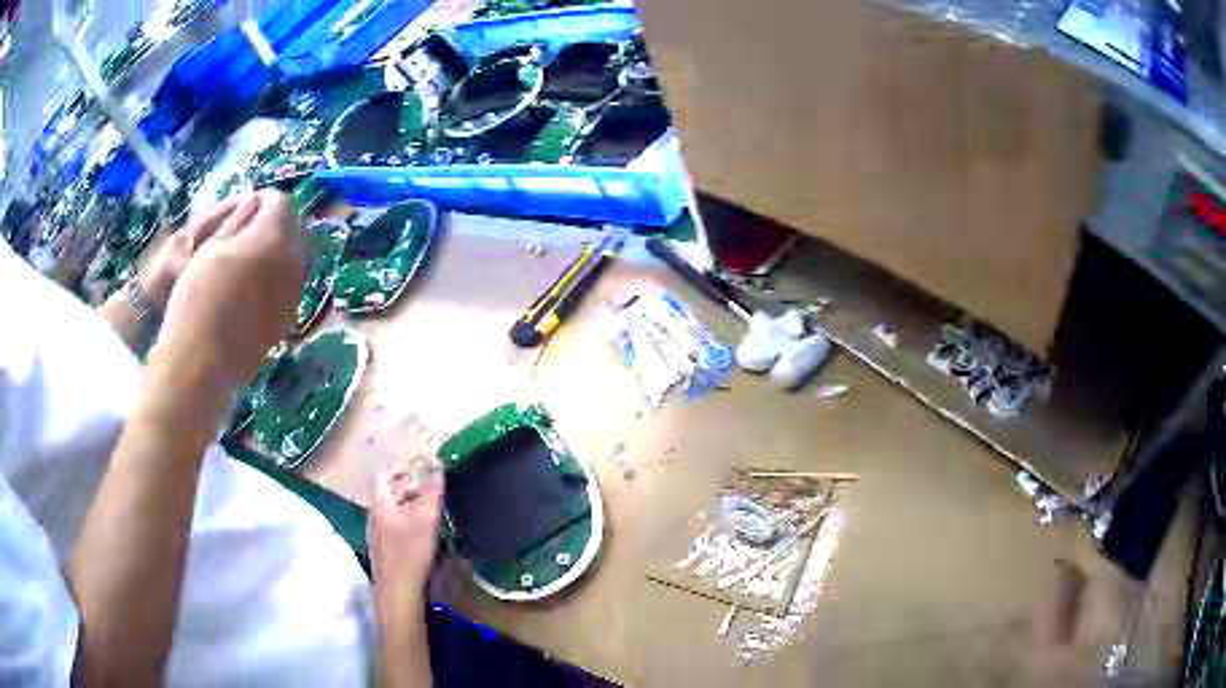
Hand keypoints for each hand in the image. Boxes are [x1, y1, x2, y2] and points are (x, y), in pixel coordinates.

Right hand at [152, 191, 306, 395]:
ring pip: (299, 256)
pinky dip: (280, 275)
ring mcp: (295, 294)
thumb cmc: (198, 297)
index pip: (283, 202)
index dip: (266, 199)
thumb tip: (255, 203)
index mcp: (274, 238)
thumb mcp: (211, 247)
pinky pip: (293, 284)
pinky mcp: (289, 319)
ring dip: (282, 248)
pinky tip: (256, 285)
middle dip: (278, 221)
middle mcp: (294, 263)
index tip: (249, 205)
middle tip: (251, 229)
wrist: (202, 362)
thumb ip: (239, 221)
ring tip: (252, 257)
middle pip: (297, 228)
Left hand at [370, 459, 444, 620]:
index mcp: (380, 505)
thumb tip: (437, 467)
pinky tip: (424, 534)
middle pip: (388, 493)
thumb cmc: (409, 554)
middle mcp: (374, 516)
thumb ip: (431, 493)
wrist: (397, 593)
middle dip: (410, 488)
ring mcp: (377, 534)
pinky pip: (394, 526)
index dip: (400, 468)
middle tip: (432, 491)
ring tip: (432, 511)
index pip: (383, 475)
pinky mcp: (384, 550)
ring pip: (392, 511)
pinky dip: (408, 522)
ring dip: (410, 506)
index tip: (419, 469)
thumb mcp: (425, 521)